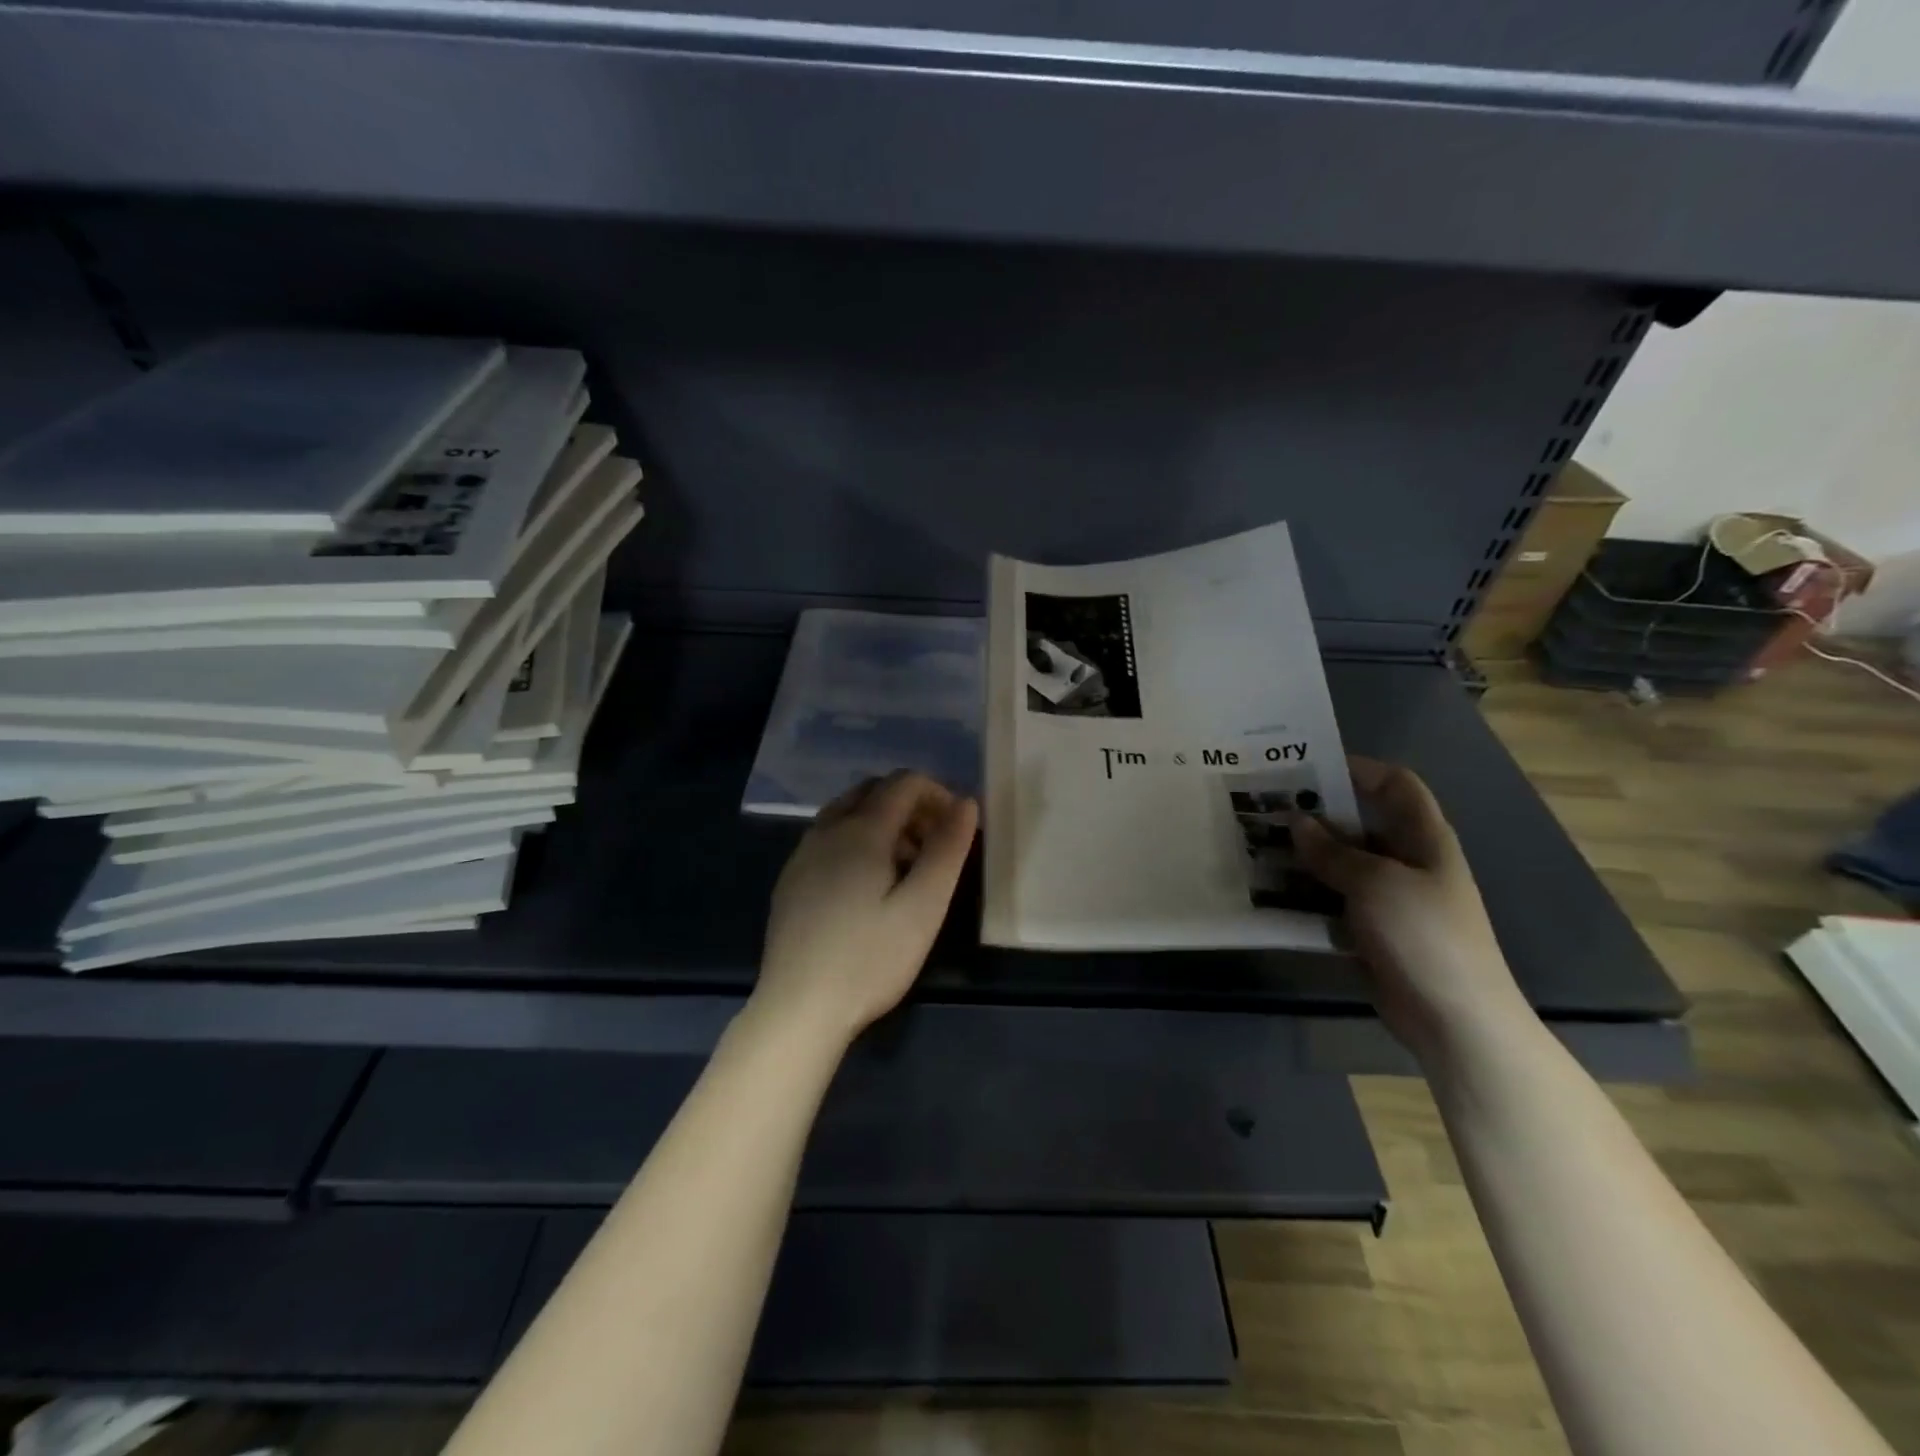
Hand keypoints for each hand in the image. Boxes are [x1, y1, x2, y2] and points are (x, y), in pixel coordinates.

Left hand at [755, 771, 978, 1047]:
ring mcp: (803, 854)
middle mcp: (826, 830)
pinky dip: (858, 842)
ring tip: (908, 867)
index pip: (904, 783)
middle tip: (936, 845)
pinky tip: (869, 887)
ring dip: (884, 823)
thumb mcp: (923, 907)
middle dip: (911, 805)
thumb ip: (947, 849)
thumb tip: (966, 803)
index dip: (938, 793)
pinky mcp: (791, 880)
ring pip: (848, 813)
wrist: (798, 1008)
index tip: (959, 827)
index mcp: (861, 830)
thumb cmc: (870, 959)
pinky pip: (829, 838)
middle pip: (874, 791)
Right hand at [1293, 757, 1534, 1063]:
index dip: (1358, 768)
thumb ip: (1332, 851)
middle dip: (1313, 815)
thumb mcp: (1376, 883)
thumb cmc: (1424, 935)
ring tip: (1255, 846)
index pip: (1396, 785)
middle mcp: (1406, 861)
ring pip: (1338, 864)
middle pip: (1357, 824)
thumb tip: (1296, 821)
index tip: (1307, 766)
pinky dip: (1303, 896)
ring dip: (1301, 857)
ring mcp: (1387, 898)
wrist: (1454, 1018)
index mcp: (1423, 839)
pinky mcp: (1369, 931)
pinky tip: (1267, 893)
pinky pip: (1330, 902)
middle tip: (1263, 808)